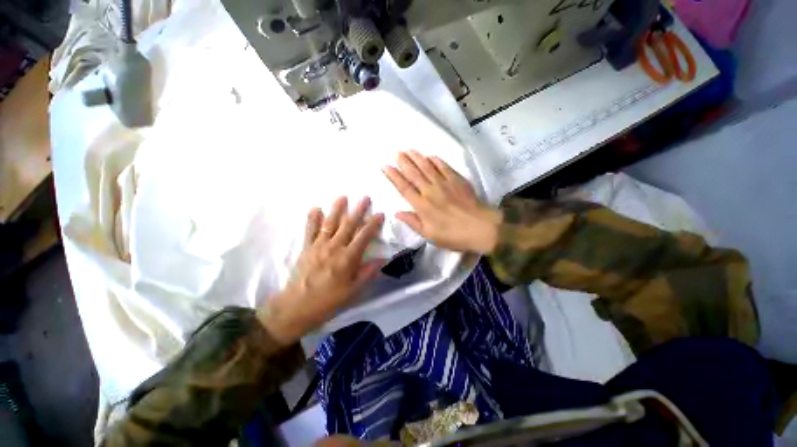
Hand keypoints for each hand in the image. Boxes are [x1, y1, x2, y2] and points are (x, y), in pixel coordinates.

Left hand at [259, 197, 383, 344]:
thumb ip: (368, 273)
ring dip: (337, 209)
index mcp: (348, 258)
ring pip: (330, 224)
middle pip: (348, 225)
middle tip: (365, 197)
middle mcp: (334, 248)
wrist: (297, 307)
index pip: (364, 236)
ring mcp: (318, 246)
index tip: (380, 214)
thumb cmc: (329, 301)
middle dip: (358, 210)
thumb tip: (382, 260)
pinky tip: (316, 208)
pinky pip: (310, 230)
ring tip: (343, 197)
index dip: (373, 224)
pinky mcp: (306, 248)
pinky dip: (312, 218)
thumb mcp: (353, 291)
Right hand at [383, 151, 501, 253]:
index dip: (394, 177)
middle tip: (397, 153)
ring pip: (427, 167)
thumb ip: (413, 222)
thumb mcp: (429, 235)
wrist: (480, 228)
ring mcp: (444, 183)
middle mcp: (430, 191)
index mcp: (422, 206)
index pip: (404, 188)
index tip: (386, 167)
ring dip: (417, 158)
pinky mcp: (457, 180)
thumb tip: (397, 213)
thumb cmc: (453, 235)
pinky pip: (444, 167)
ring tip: (409, 150)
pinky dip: (436, 160)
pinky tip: (430, 156)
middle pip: (414, 174)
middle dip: (404, 163)